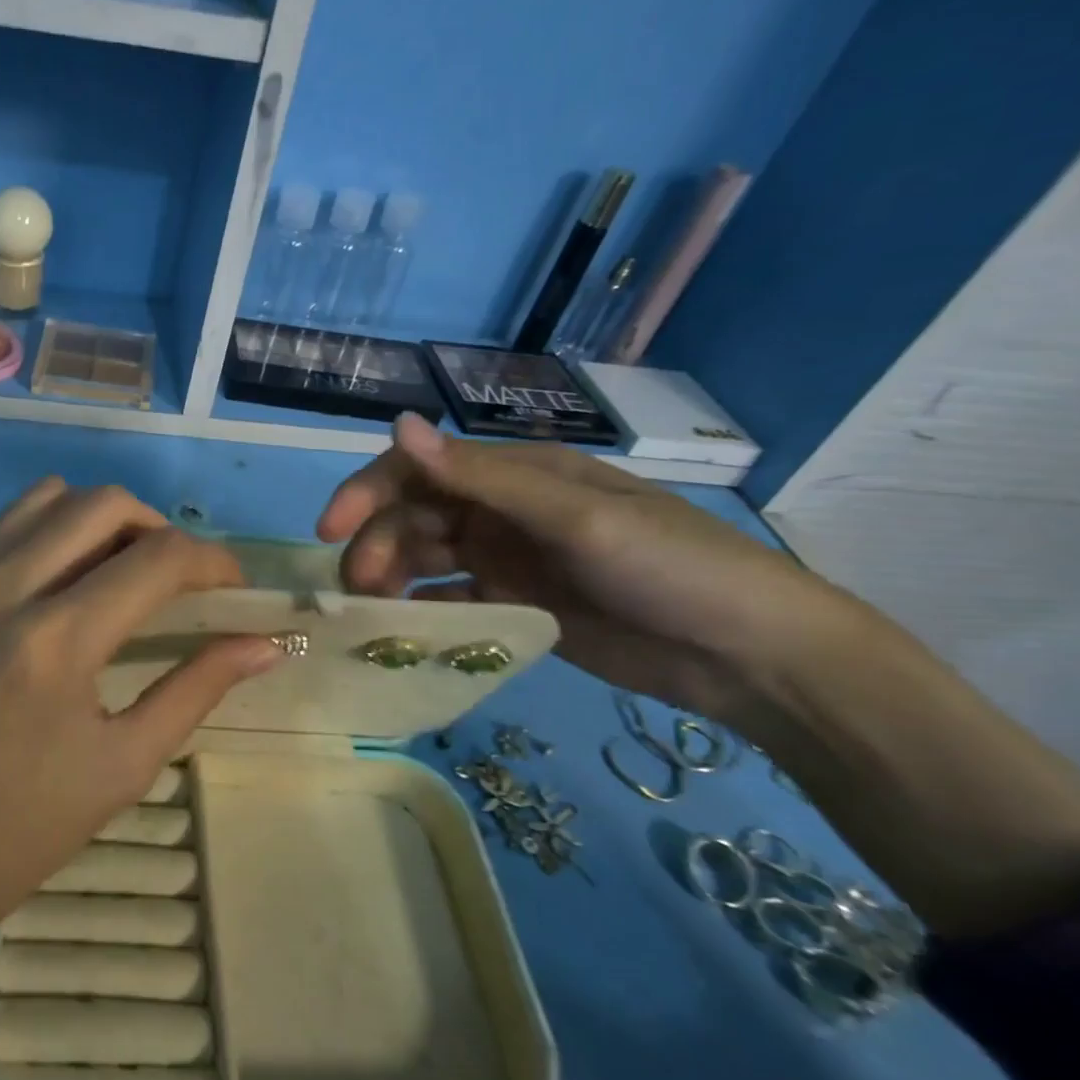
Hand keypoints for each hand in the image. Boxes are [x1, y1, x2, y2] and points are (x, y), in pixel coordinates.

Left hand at [0, 480, 282, 1079]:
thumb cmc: (20, 832)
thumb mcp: (124, 765)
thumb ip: (198, 688)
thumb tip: (264, 644)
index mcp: (55, 642)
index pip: (157, 558)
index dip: (213, 563)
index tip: (233, 588)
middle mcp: (0, 589)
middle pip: (103, 503)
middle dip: (160, 529)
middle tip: (179, 578)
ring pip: (48, 498)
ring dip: (101, 520)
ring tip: (121, 571)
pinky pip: (4, 528)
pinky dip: (50, 534)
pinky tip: (62, 588)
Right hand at [318, 412, 852, 724]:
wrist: (749, 655)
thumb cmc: (667, 567)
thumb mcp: (573, 515)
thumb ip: (479, 477)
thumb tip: (396, 423)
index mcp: (514, 474)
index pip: (420, 468)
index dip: (367, 492)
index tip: (330, 531)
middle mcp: (501, 509)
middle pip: (414, 515)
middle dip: (376, 543)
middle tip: (357, 589)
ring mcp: (507, 558)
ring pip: (424, 556)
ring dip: (391, 576)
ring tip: (373, 613)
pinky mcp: (515, 604)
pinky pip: (451, 599)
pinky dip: (422, 609)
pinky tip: (406, 630)